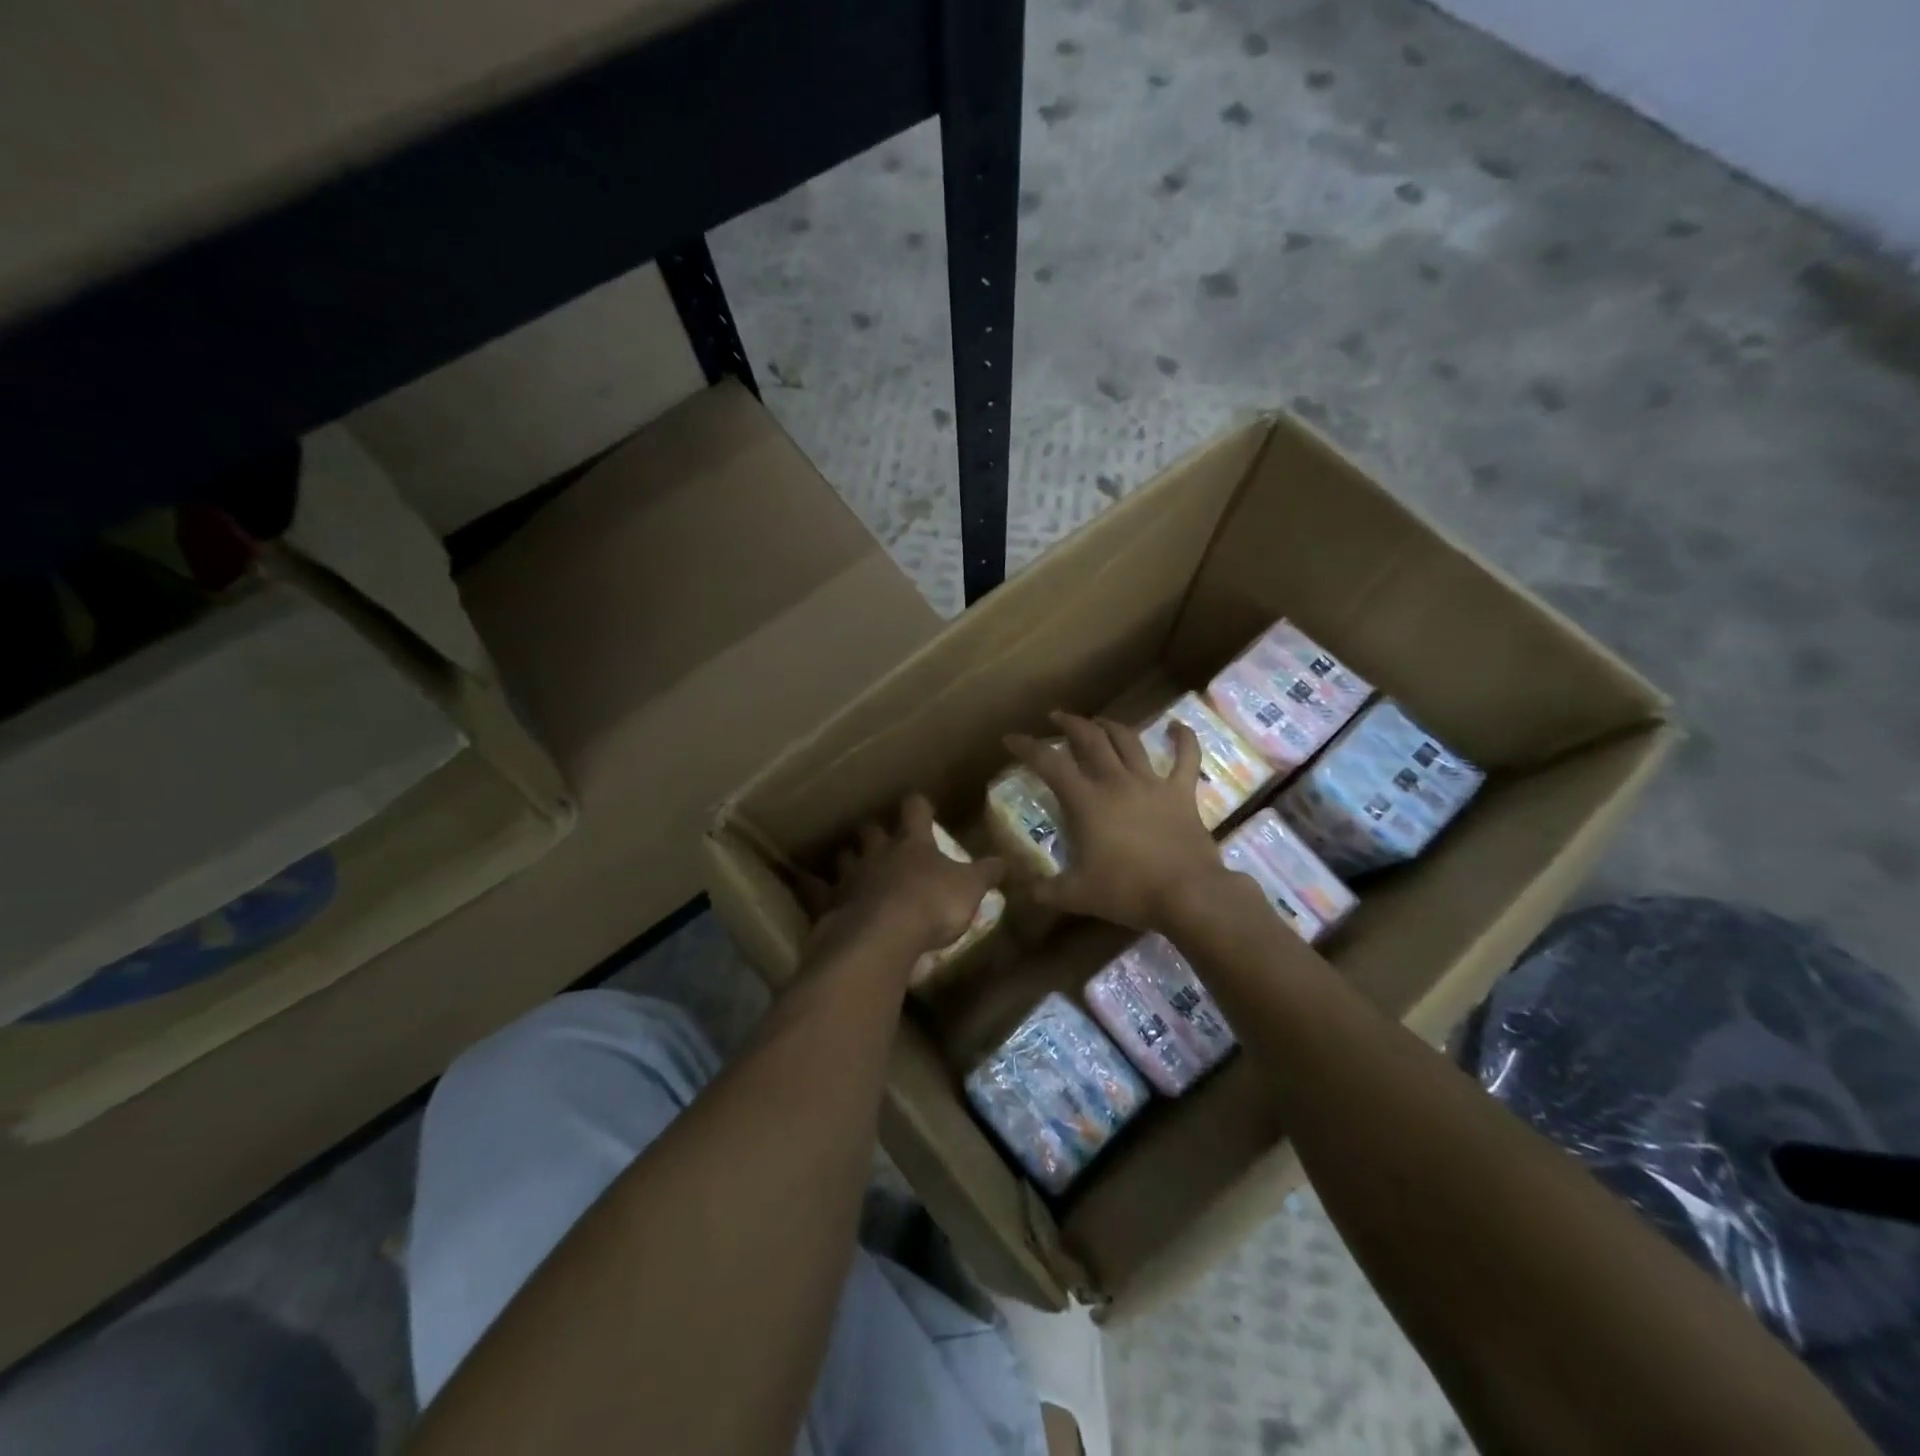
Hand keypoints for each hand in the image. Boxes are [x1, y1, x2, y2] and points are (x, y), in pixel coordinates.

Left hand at [803, 795, 1003, 956]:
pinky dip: (814, 889)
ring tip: (852, 865)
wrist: (881, 937)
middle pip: (873, 832)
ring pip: (845, 858)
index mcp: (913, 844)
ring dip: (849, 859)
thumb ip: (985, 874)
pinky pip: (817, 892)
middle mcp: (879, 853)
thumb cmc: (931, 905)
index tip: (920, 804)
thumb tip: (1004, 860)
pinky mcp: (830, 904)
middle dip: (876, 832)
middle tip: (881, 836)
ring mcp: (851, 877)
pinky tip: (809, 889)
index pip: (915, 811)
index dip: (918, 806)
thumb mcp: (969, 889)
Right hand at [1005, 711, 1229, 931]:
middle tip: (1057, 718)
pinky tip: (1178, 726)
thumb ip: (1043, 890)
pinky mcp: (1182, 793)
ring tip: (1100, 722)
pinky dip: (1184, 739)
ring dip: (1111, 726)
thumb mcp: (1076, 896)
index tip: (1012, 738)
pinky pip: (1186, 758)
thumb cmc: (1127, 891)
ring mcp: (1151, 783)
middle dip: (1070, 723)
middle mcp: (1116, 781)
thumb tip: (1019, 889)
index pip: (1049, 763)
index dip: (1027, 747)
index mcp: (1086, 801)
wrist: (1186, 894)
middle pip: (1090, 739)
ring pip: (1129, 741)